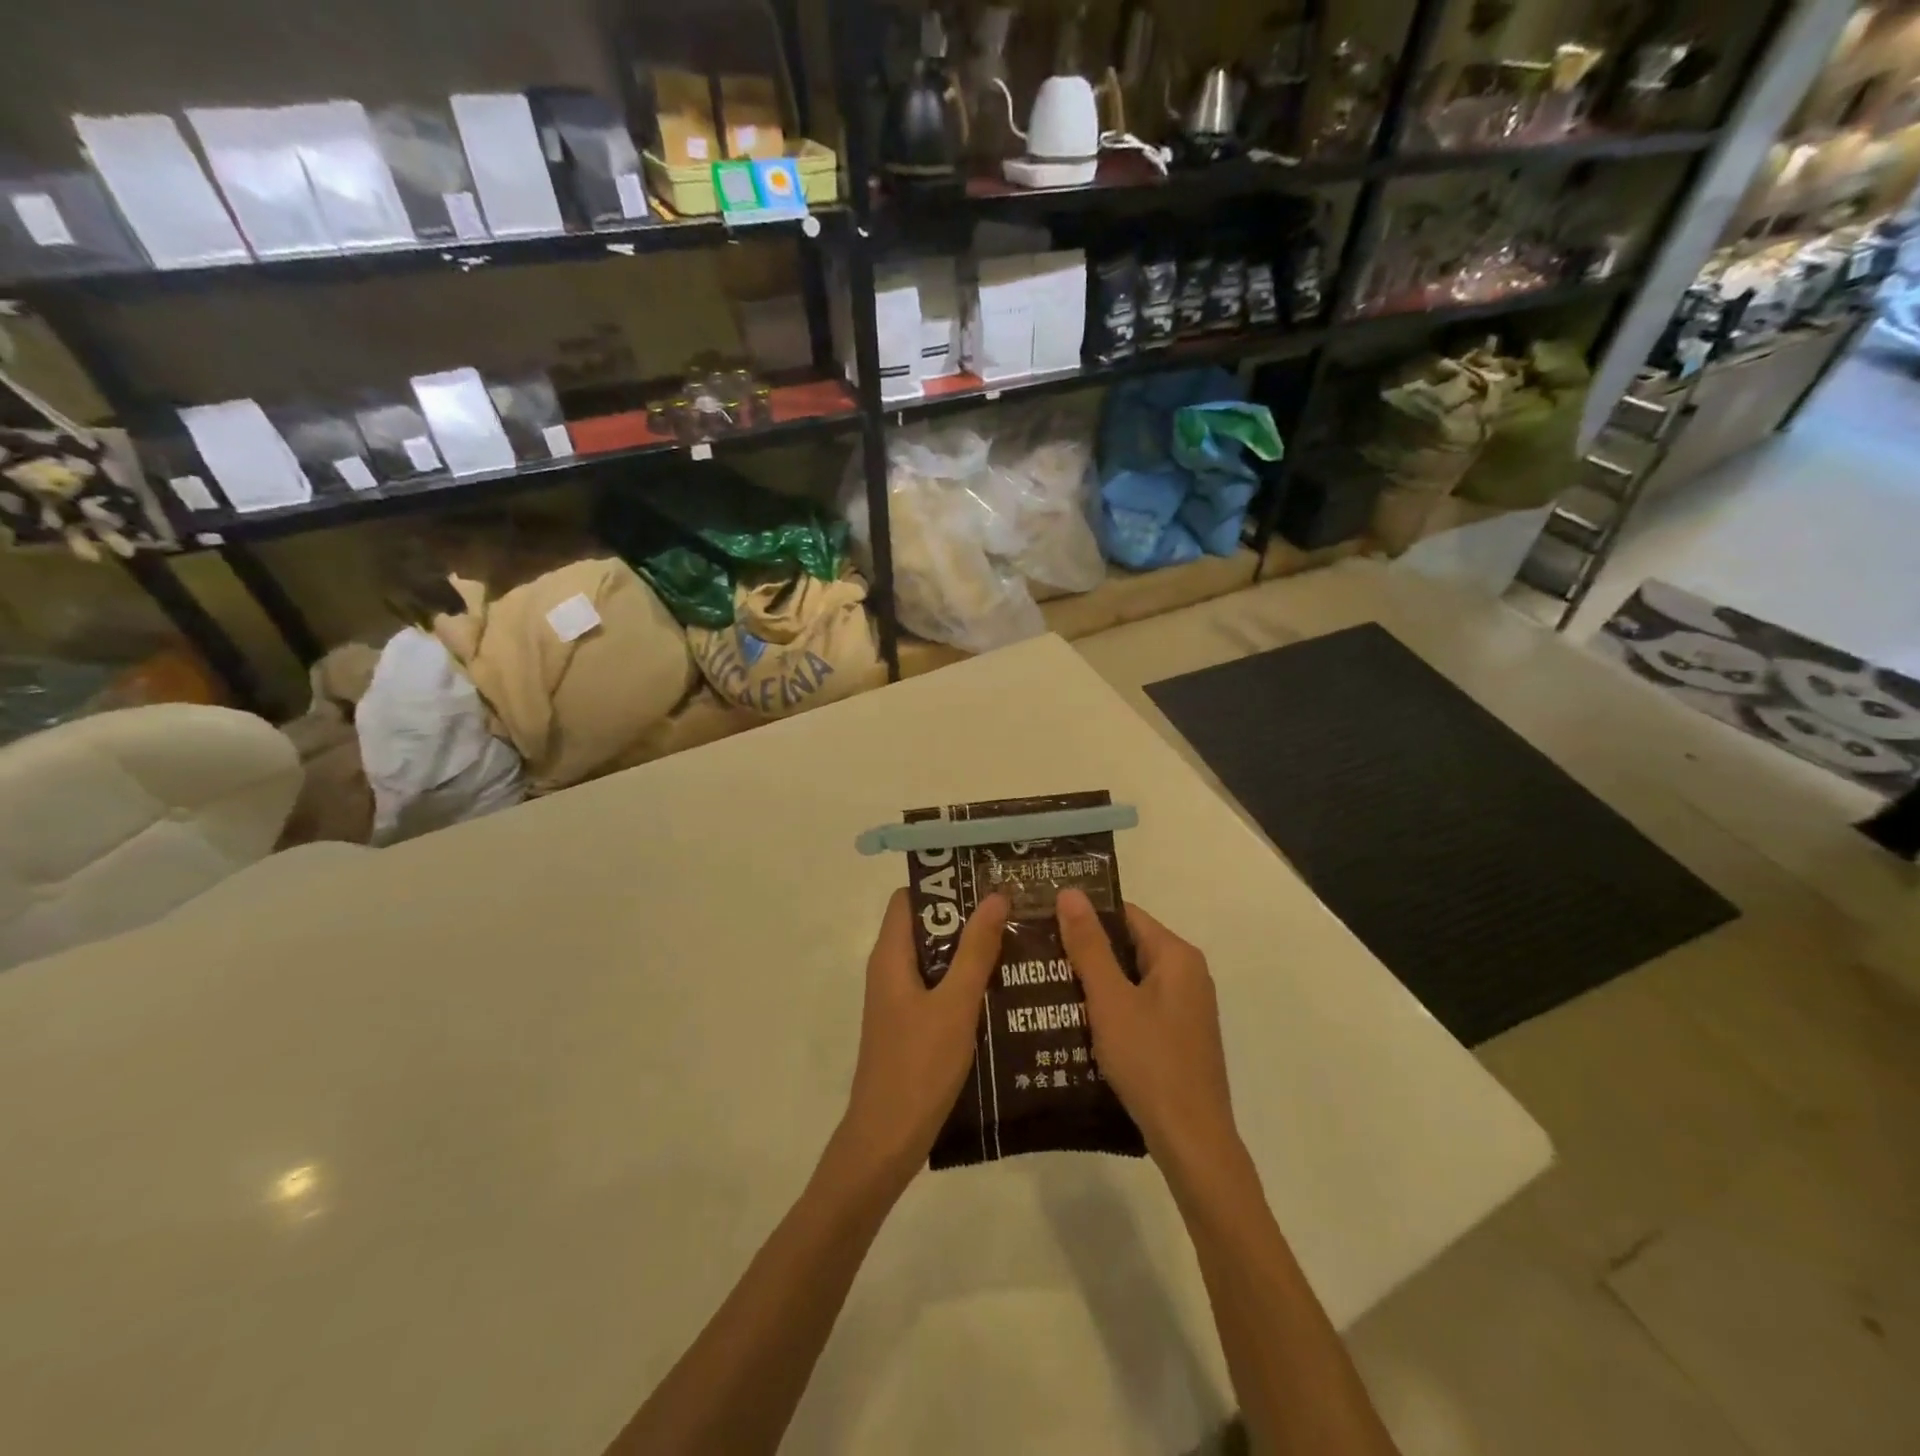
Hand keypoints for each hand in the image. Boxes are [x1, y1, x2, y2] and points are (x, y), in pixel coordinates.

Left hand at [834, 888, 1007, 1190]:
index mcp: (891, 956)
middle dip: (966, 916)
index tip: (984, 877)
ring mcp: (900, 1000)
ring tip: (1017, 940)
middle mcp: (891, 970)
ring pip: (936, 959)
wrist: (887, 1140)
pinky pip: (939, 988)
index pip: (910, 899)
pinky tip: (1004, 988)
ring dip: (971, 950)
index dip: (943, 884)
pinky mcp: (912, 1025)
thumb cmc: (919, 1066)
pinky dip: (966, 981)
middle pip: (927, 926)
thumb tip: (995, 896)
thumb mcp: (955, 1004)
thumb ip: (976, 950)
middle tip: (1013, 907)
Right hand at [1056, 890, 1240, 1168]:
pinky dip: (1109, 1007)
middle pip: (1128, 945)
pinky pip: (1137, 1006)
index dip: (1085, 913)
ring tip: (1045, 982)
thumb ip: (1089, 945)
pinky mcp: (1177, 1036)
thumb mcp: (1110, 1000)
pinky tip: (1075, 1020)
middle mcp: (1187, 974)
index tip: (1044, 917)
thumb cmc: (1150, 1062)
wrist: (1192, 1142)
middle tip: (1038, 952)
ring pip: (1130, 978)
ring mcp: (1184, 1007)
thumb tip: (1070, 893)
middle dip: (1085, 949)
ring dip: (1093, 980)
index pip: (1125, 914)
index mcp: (1176, 956)